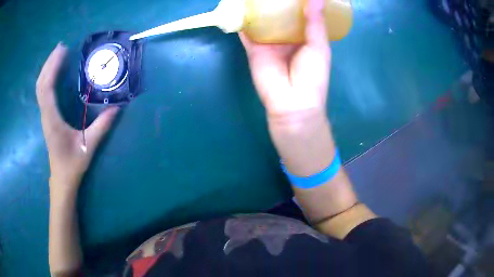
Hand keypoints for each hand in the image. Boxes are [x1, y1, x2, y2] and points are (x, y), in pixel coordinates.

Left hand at [36, 43, 118, 190]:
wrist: (62, 178)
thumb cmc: (72, 164)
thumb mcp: (88, 146)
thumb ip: (101, 127)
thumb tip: (117, 107)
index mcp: (52, 120)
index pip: (47, 89)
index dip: (52, 68)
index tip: (62, 51)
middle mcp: (45, 114)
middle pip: (41, 84)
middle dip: (49, 63)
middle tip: (61, 47)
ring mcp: (45, 115)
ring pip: (40, 88)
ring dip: (47, 69)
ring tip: (58, 54)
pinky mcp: (46, 116)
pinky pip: (43, 93)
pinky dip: (47, 78)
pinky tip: (54, 71)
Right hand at [239, 0, 329, 120]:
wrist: (292, 103)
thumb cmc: (312, 76)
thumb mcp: (319, 47)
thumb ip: (315, 23)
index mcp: (304, 36)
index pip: (300, 14)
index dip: (297, 3)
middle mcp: (286, 36)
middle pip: (279, 15)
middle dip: (276, 2)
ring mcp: (268, 41)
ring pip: (262, 20)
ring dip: (258, 8)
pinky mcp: (253, 48)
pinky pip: (247, 31)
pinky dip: (242, 20)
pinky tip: (240, 6)